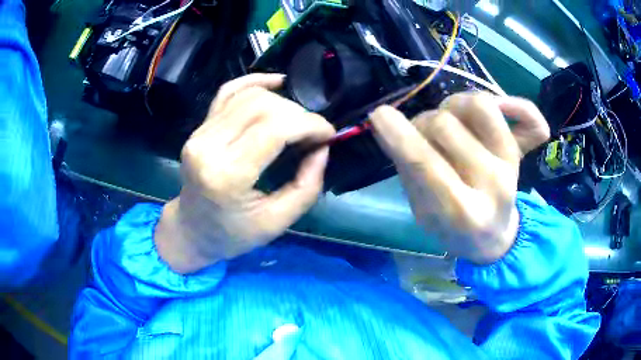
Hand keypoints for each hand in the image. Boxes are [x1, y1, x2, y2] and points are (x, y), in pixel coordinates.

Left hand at [155, 74, 335, 273]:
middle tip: (314, 132)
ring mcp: (200, 133)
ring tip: (297, 119)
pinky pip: (228, 91)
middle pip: (262, 106)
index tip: (328, 134)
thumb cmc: (233, 234)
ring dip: (281, 101)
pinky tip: (276, 82)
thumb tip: (323, 147)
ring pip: (248, 95)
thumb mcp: (278, 222)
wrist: (192, 229)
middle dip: (298, 113)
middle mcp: (208, 146)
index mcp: (227, 176)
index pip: (274, 128)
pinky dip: (254, 82)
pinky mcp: (200, 126)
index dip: (309, 124)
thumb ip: (307, 185)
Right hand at [370, 92, 548, 263]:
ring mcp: (510, 164)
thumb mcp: (423, 214)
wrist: (494, 238)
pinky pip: (527, 115)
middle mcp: (492, 184)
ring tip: (451, 120)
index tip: (378, 115)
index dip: (399, 135)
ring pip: (480, 106)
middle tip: (420, 136)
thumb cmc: (454, 231)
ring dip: (454, 105)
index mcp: (461, 211)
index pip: (427, 164)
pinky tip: (500, 106)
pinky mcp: (520, 153)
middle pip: (446, 125)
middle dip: (422, 124)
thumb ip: (410, 173)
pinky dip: (513, 104)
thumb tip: (392, 126)